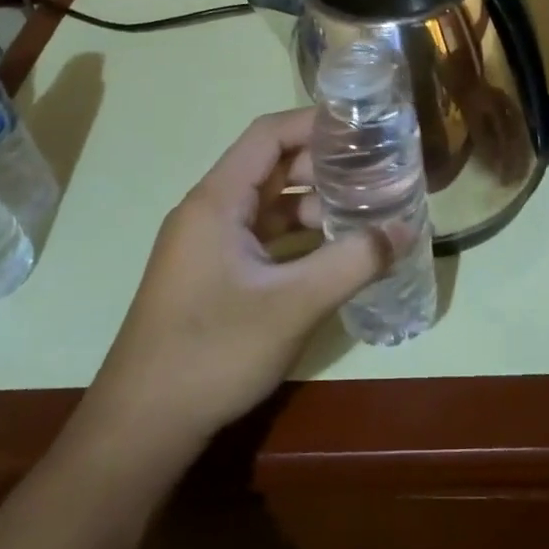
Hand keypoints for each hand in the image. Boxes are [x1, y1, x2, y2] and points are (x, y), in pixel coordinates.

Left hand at [84, 109, 384, 448]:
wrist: (143, 425)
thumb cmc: (213, 351)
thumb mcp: (293, 304)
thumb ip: (353, 261)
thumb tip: (405, 229)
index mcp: (217, 201)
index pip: (268, 135)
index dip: (315, 123)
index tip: (364, 128)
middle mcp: (209, 212)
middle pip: (271, 166)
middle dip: (323, 166)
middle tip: (376, 172)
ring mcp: (208, 245)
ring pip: (268, 205)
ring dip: (313, 203)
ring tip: (365, 211)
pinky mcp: (213, 274)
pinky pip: (262, 237)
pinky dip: (298, 236)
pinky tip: (334, 252)